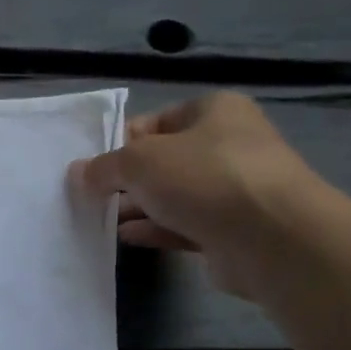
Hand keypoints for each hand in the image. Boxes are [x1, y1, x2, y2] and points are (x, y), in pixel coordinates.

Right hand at [69, 91, 317, 299]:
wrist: (271, 237)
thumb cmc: (204, 178)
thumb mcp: (140, 161)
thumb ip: (104, 167)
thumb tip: (79, 172)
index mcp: (214, 111)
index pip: (155, 122)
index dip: (119, 143)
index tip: (92, 168)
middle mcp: (227, 145)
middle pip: (163, 161)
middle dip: (126, 180)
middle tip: (91, 197)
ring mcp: (232, 190)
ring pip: (173, 196)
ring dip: (138, 207)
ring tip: (100, 220)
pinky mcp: (231, 230)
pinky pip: (183, 226)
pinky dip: (155, 230)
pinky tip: (126, 237)